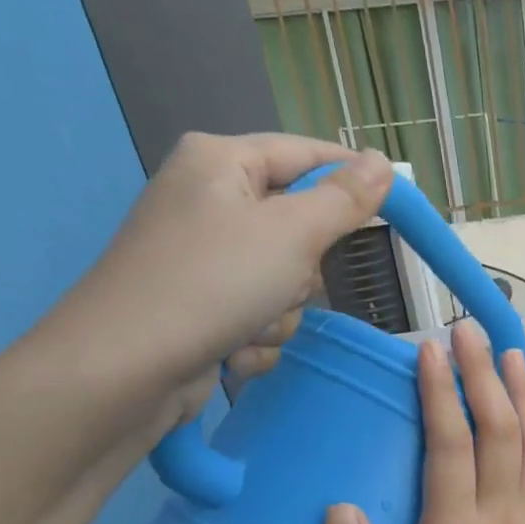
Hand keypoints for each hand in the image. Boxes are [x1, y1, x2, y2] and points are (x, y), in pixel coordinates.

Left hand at [45, 132, 393, 439]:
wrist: (127, 369)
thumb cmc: (213, 283)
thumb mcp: (293, 234)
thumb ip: (344, 200)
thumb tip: (382, 163)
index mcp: (221, 162)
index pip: (306, 154)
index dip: (352, 177)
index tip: (397, 205)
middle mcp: (209, 202)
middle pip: (298, 226)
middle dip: (304, 268)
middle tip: (289, 280)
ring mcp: (203, 259)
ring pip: (285, 281)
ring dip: (282, 312)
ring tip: (251, 324)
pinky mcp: (201, 307)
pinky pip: (260, 315)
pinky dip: (258, 337)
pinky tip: (233, 350)